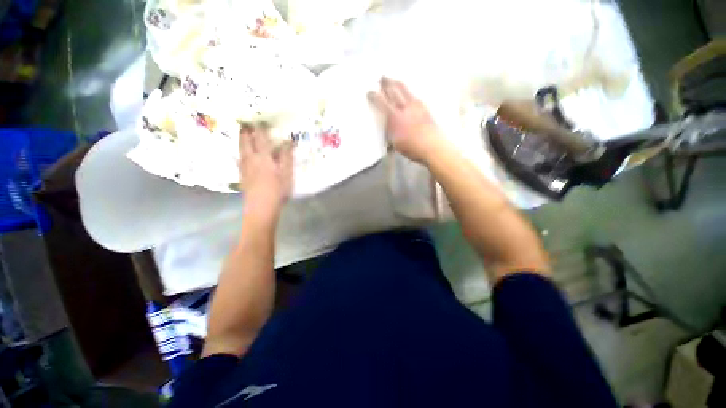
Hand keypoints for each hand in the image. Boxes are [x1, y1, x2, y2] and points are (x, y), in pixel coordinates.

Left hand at [239, 125, 293, 214]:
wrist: (261, 207)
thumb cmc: (277, 190)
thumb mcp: (286, 173)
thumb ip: (287, 157)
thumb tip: (289, 141)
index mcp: (263, 157)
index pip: (260, 138)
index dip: (260, 128)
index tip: (260, 120)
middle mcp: (251, 159)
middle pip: (245, 142)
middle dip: (245, 131)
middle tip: (246, 123)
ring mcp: (244, 168)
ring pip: (240, 149)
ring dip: (241, 140)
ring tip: (242, 134)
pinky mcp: (242, 176)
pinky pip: (239, 159)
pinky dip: (239, 152)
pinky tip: (240, 154)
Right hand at [368, 77, 447, 163]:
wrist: (432, 146)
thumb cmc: (412, 148)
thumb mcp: (395, 142)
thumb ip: (390, 131)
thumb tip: (388, 126)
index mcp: (395, 117)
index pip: (382, 102)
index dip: (374, 96)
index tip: (369, 93)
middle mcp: (405, 108)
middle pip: (394, 91)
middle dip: (387, 83)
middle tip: (382, 77)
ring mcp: (417, 106)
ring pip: (406, 90)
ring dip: (398, 84)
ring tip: (394, 81)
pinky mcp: (425, 108)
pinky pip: (415, 96)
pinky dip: (409, 92)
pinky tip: (409, 94)